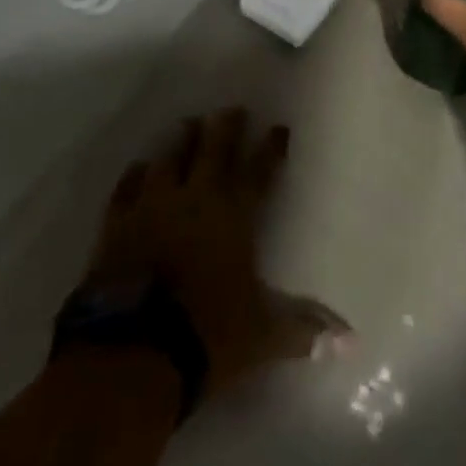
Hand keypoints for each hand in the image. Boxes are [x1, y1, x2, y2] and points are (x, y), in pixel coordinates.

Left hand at [80, 109, 350, 401]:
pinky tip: (138, 167)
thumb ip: (302, 329)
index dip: (271, 149)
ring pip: (169, 158)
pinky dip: (134, 175)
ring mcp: (152, 207)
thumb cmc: (206, 336)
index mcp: (234, 214)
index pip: (259, 171)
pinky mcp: (116, 226)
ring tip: (187, 124)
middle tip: (231, 110)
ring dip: (181, 140)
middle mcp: (195, 198)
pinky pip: (126, 188)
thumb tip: (350, 339)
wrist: (130, 356)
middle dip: (226, 127)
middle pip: (214, 150)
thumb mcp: (261, 336)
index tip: (279, 128)